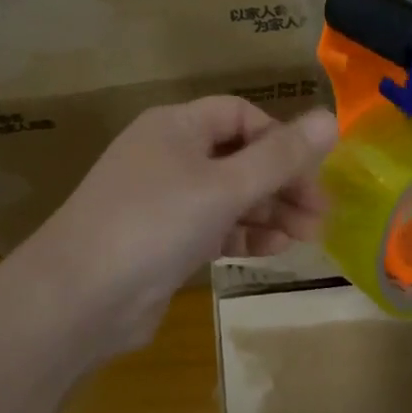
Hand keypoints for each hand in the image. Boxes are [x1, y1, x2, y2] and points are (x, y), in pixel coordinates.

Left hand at [18, 98, 338, 358]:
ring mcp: (164, 201)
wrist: (79, 298)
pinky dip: (244, 235)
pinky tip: (275, 249)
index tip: (314, 172)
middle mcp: (168, 156)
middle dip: (282, 183)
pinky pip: (214, 228)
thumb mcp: (225, 186)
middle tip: (321, 214)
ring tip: (308, 236)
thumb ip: (281, 156)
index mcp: (176, 127)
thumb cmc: (155, 224)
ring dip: (269, 212)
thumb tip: (332, 118)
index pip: (241, 115)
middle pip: (239, 157)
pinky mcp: (164, 242)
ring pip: (229, 196)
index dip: (281, 139)